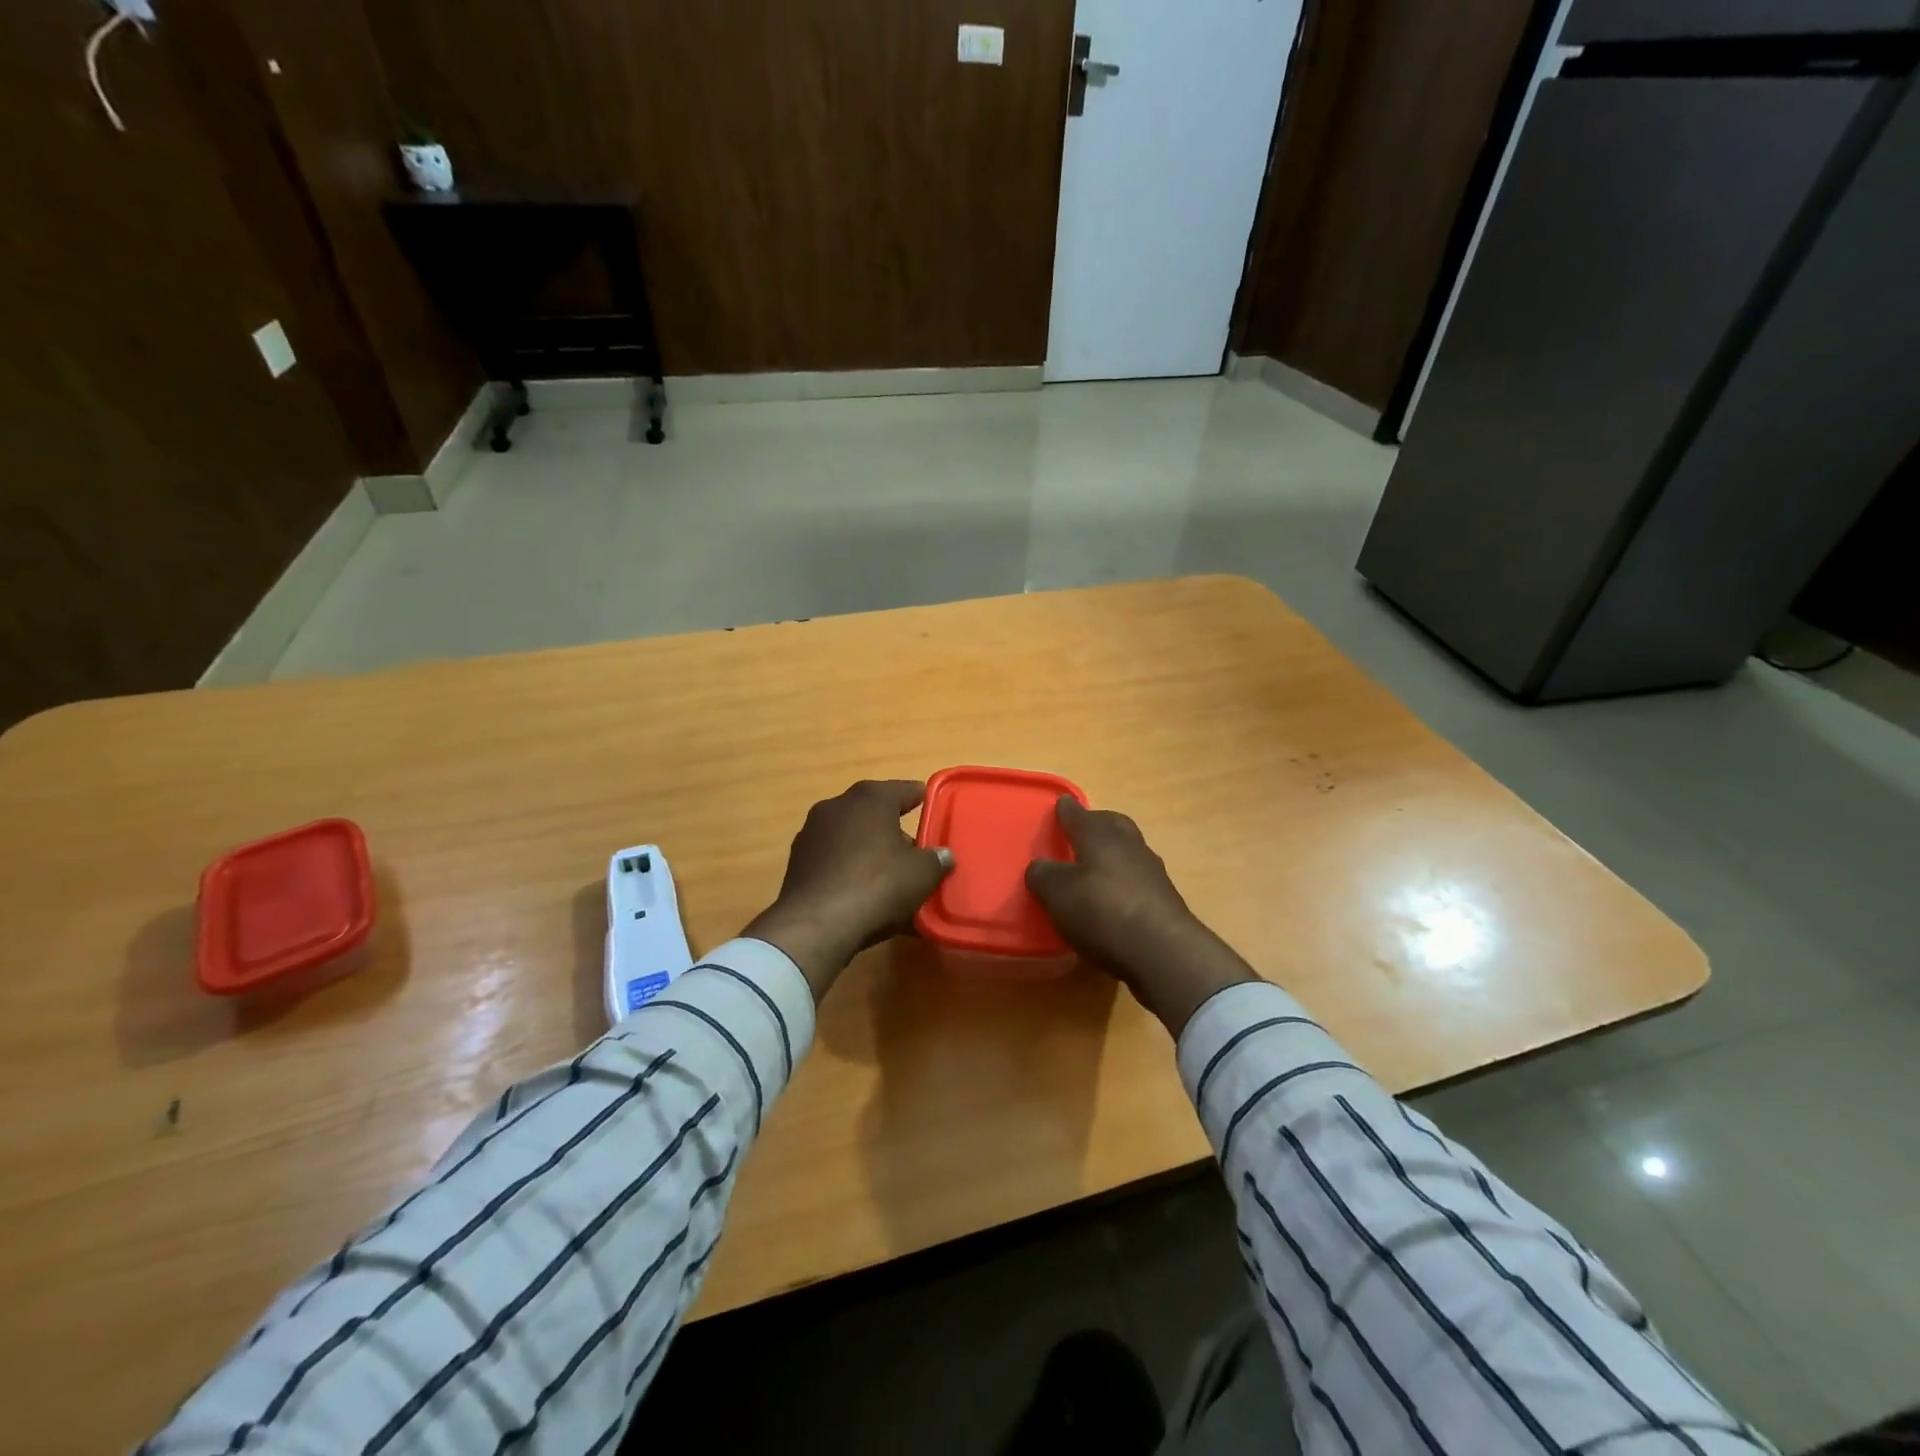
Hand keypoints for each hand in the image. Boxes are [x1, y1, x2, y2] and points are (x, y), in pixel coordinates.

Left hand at [743, 780, 953, 1001]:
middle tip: (912, 848)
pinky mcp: (797, 862)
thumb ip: (936, 860)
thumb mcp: (921, 874)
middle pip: (872, 811)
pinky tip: (859, 890)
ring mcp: (811, 833)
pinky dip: (847, 867)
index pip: (902, 790)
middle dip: (892, 827)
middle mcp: (837, 806)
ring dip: (867, 848)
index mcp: (870, 798)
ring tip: (886, 873)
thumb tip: (943, 855)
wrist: (815, 925)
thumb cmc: (876, 886)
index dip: (919, 797)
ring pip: (849, 835)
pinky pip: (832, 859)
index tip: (930, 803)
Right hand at [1026, 798, 1257, 1035]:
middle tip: (1081, 831)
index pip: (1079, 815)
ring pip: (1129, 851)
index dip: (1067, 810)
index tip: (1062, 803)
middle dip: (1097, 824)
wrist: (1162, 951)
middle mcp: (1129, 846)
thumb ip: (1044, 876)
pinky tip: (1114, 898)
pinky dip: (1125, 881)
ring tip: (1096, 868)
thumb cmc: (1102, 912)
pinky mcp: (1165, 900)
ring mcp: (1152, 872)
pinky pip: (1139, 879)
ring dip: (1114, 854)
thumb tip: (1039, 867)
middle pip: (1113, 825)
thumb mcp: (1058, 894)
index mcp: (1099, 836)